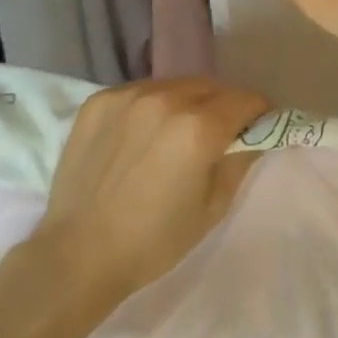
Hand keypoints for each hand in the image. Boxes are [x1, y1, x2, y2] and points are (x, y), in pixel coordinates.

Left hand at [30, 78, 266, 304]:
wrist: (79, 252)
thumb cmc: (154, 240)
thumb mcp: (213, 208)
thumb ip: (240, 161)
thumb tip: (255, 135)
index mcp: (199, 127)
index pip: (245, 99)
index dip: (258, 113)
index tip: (256, 128)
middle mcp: (166, 99)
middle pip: (212, 87)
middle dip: (224, 105)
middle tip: (218, 134)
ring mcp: (129, 95)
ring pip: (176, 86)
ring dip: (187, 102)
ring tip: (175, 134)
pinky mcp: (100, 99)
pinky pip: (141, 92)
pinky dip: (152, 106)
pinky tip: (141, 136)